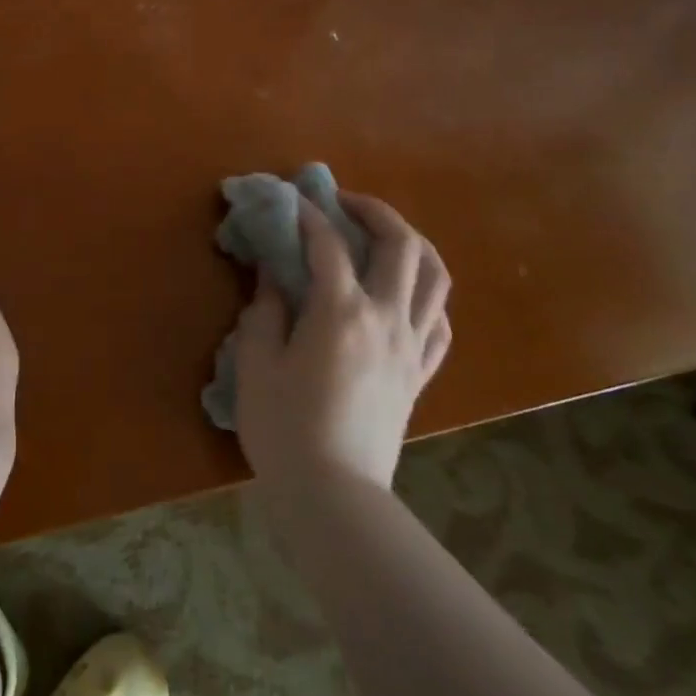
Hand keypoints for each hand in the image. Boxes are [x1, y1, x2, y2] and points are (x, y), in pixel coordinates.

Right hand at [234, 194, 450, 492]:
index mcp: (341, 312)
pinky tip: (405, 296)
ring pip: (435, 278)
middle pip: (402, 245)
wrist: (333, 496)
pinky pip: (440, 324)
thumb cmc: (284, 428)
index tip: (291, 199)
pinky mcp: (420, 376)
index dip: (307, 215)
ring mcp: (411, 347)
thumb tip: (273, 277)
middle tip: (344, 203)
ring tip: (384, 236)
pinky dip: (426, 296)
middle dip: (374, 211)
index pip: (328, 244)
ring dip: (413, 244)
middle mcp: (387, 319)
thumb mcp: (256, 363)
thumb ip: (264, 311)